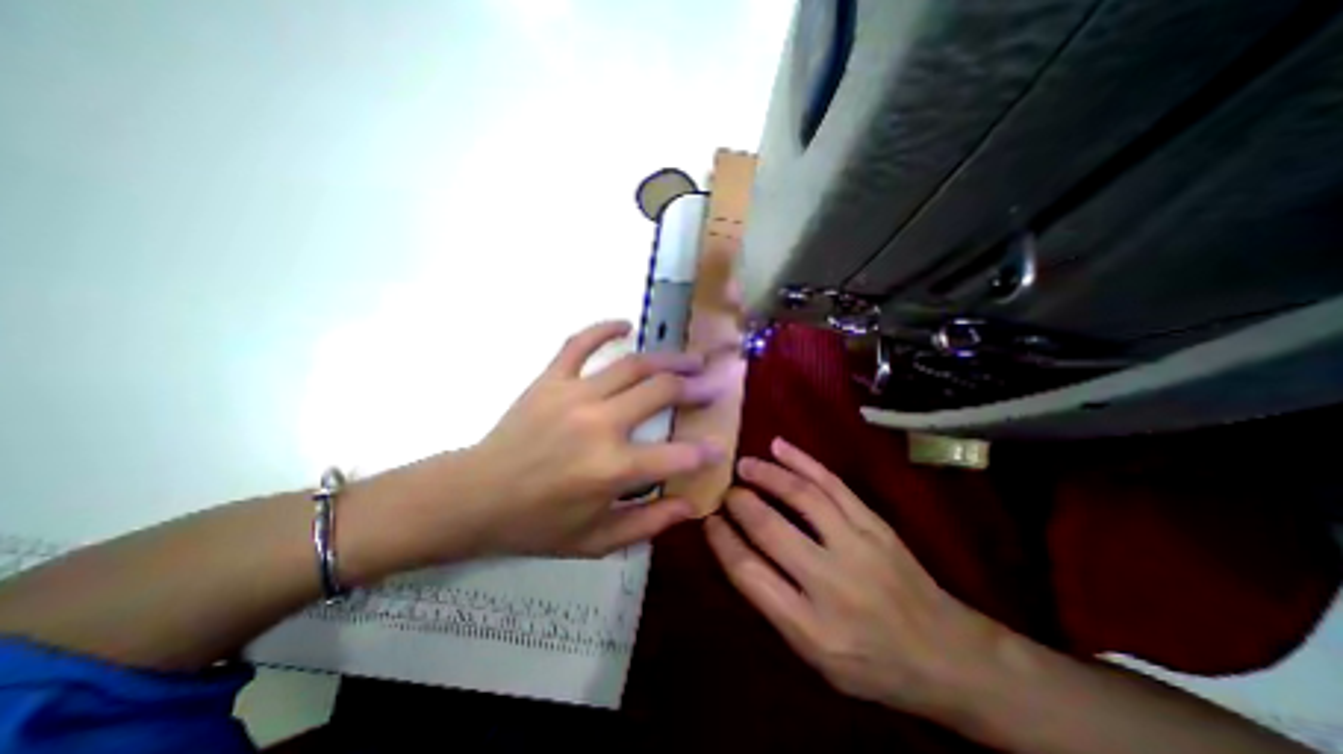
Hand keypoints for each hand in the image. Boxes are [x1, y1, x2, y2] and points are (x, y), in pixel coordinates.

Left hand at [444, 319, 717, 557]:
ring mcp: (574, 395)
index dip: (704, 452)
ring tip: (691, 359)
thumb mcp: (596, 541)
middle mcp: (599, 424)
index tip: (720, 445)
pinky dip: (604, 329)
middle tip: (714, 384)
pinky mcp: (550, 380)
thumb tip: (691, 506)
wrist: (475, 497)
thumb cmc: (537, 525)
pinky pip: (579, 344)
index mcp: (611, 469)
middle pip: (661, 393)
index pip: (675, 455)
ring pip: (633, 365)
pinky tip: (626, 324)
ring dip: (668, 359)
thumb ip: (649, 523)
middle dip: (695, 388)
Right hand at [703, 438, 1008, 714]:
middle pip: (770, 528)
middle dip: (740, 502)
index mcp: (810, 627)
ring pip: (802, 497)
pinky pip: (833, 484)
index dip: (722, 540)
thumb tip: (737, 549)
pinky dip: (802, 461)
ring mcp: (858, 547)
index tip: (708, 519)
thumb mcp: (817, 658)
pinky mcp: (876, 524)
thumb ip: (774, 605)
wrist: (950, 656)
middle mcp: (831, 584)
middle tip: (725, 489)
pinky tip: (780, 447)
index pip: (748, 572)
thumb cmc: (874, 664)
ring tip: (745, 464)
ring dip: (767, 474)